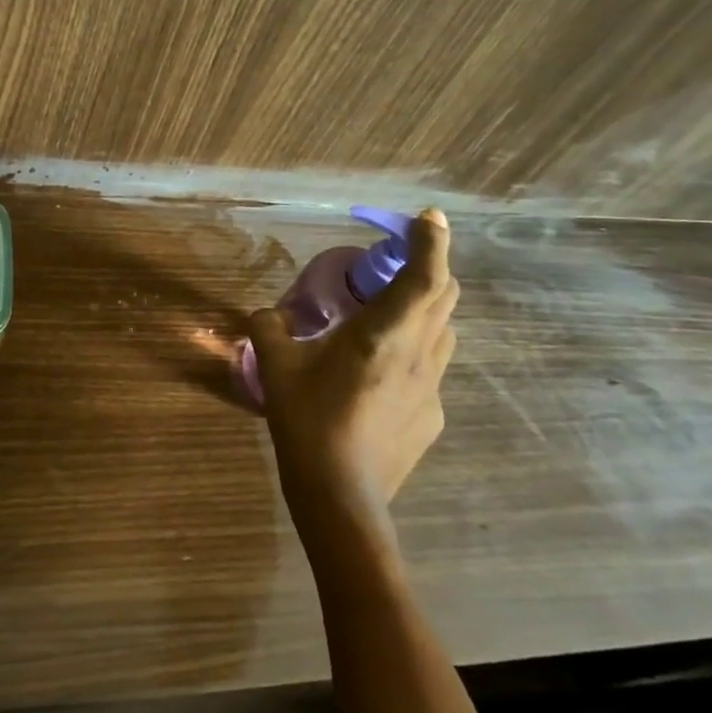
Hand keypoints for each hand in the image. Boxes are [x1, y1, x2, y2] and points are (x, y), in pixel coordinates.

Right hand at [249, 208, 458, 519]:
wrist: (341, 497)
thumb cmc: (308, 420)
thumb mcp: (277, 367)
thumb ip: (268, 328)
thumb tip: (266, 315)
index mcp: (384, 334)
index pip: (424, 275)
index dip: (432, 241)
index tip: (430, 216)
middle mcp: (420, 355)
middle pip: (445, 297)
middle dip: (429, 268)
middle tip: (391, 265)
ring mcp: (433, 389)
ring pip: (443, 332)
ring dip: (425, 309)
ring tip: (387, 315)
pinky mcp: (432, 417)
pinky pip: (430, 369)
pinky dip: (413, 353)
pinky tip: (377, 376)